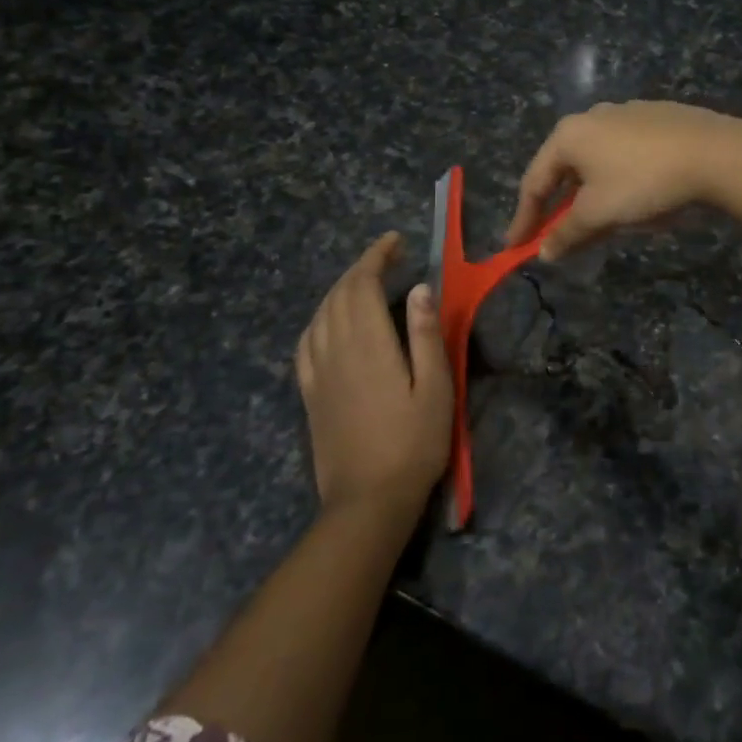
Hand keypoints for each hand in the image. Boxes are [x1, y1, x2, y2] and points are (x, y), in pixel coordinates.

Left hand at [295, 233, 451, 521]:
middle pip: (339, 294)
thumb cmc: (413, 443)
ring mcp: (317, 372)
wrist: (368, 500)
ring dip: (340, 289)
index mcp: (368, 344)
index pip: (362, 284)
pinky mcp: (309, 393)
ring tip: (365, 282)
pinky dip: (319, 318)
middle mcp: (335, 349)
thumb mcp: (435, 387)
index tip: (395, 241)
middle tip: (389, 257)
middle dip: (361, 267)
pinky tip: (330, 322)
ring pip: (319, 314)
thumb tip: (420, 288)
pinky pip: (306, 342)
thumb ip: (426, 335)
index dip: (376, 256)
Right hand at [504, 101, 741, 259]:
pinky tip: (640, 197)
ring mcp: (628, 113)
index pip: (534, 182)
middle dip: (562, 207)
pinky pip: (627, 155)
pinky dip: (622, 180)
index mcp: (569, 135)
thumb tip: (544, 252)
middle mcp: (593, 116)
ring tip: (604, 223)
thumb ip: (566, 233)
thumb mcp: (599, 213)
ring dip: (594, 195)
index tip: (515, 248)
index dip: (524, 219)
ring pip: (598, 162)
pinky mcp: (659, 118)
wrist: (715, 153)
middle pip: (566, 170)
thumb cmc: (643, 181)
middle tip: (560, 238)